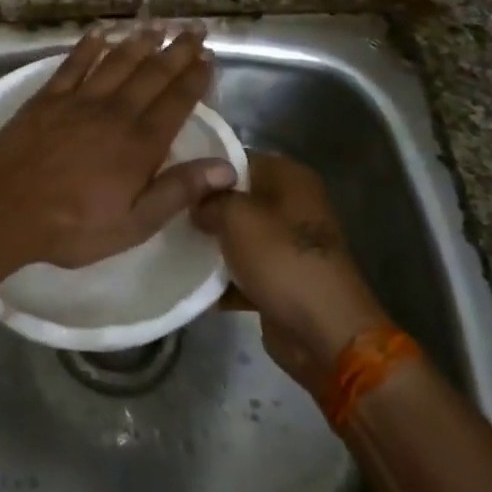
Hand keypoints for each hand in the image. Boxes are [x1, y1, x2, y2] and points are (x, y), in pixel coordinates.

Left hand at [0, 27, 239, 270]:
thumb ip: (178, 191)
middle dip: (177, 50)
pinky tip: (99, 33)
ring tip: (158, 24)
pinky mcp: (48, 98)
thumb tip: (227, 168)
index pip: (177, 102)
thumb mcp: (134, 224)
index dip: (195, 77)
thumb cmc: (73, 226)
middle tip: (194, 28)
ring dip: (139, 41)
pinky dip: (87, 46)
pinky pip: (72, 64)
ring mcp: (79, 100)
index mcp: (140, 144)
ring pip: (116, 62)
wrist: (6, 208)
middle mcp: (115, 112)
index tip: (209, 56)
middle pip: (152, 74)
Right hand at [194, 153, 388, 398]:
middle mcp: (291, 204)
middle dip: (203, 208)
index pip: (235, 159)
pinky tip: (189, 282)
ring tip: (170, 246)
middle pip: (235, 197)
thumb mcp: (236, 217)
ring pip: (237, 235)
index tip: (170, 179)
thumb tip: (196, 203)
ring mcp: (287, 244)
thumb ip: (210, 200)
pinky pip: (243, 270)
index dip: (202, 167)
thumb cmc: (282, 260)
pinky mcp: (281, 278)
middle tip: (166, 213)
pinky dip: (222, 278)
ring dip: (210, 245)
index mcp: (289, 177)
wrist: (325, 332)